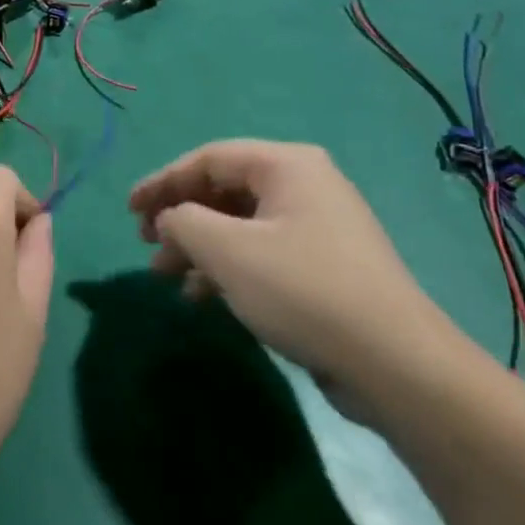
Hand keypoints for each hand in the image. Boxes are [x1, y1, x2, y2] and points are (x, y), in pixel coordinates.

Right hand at [129, 140, 478, 425]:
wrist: (395, 365)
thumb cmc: (302, 290)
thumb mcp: (227, 251)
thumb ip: (182, 222)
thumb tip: (169, 220)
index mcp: (286, 166)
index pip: (207, 159)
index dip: (161, 181)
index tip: (129, 210)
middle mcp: (303, 187)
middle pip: (222, 190)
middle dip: (179, 218)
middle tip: (147, 244)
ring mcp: (316, 228)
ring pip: (238, 226)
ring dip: (197, 248)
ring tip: (166, 277)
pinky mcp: (321, 267)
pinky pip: (259, 253)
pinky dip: (226, 269)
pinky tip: (202, 298)